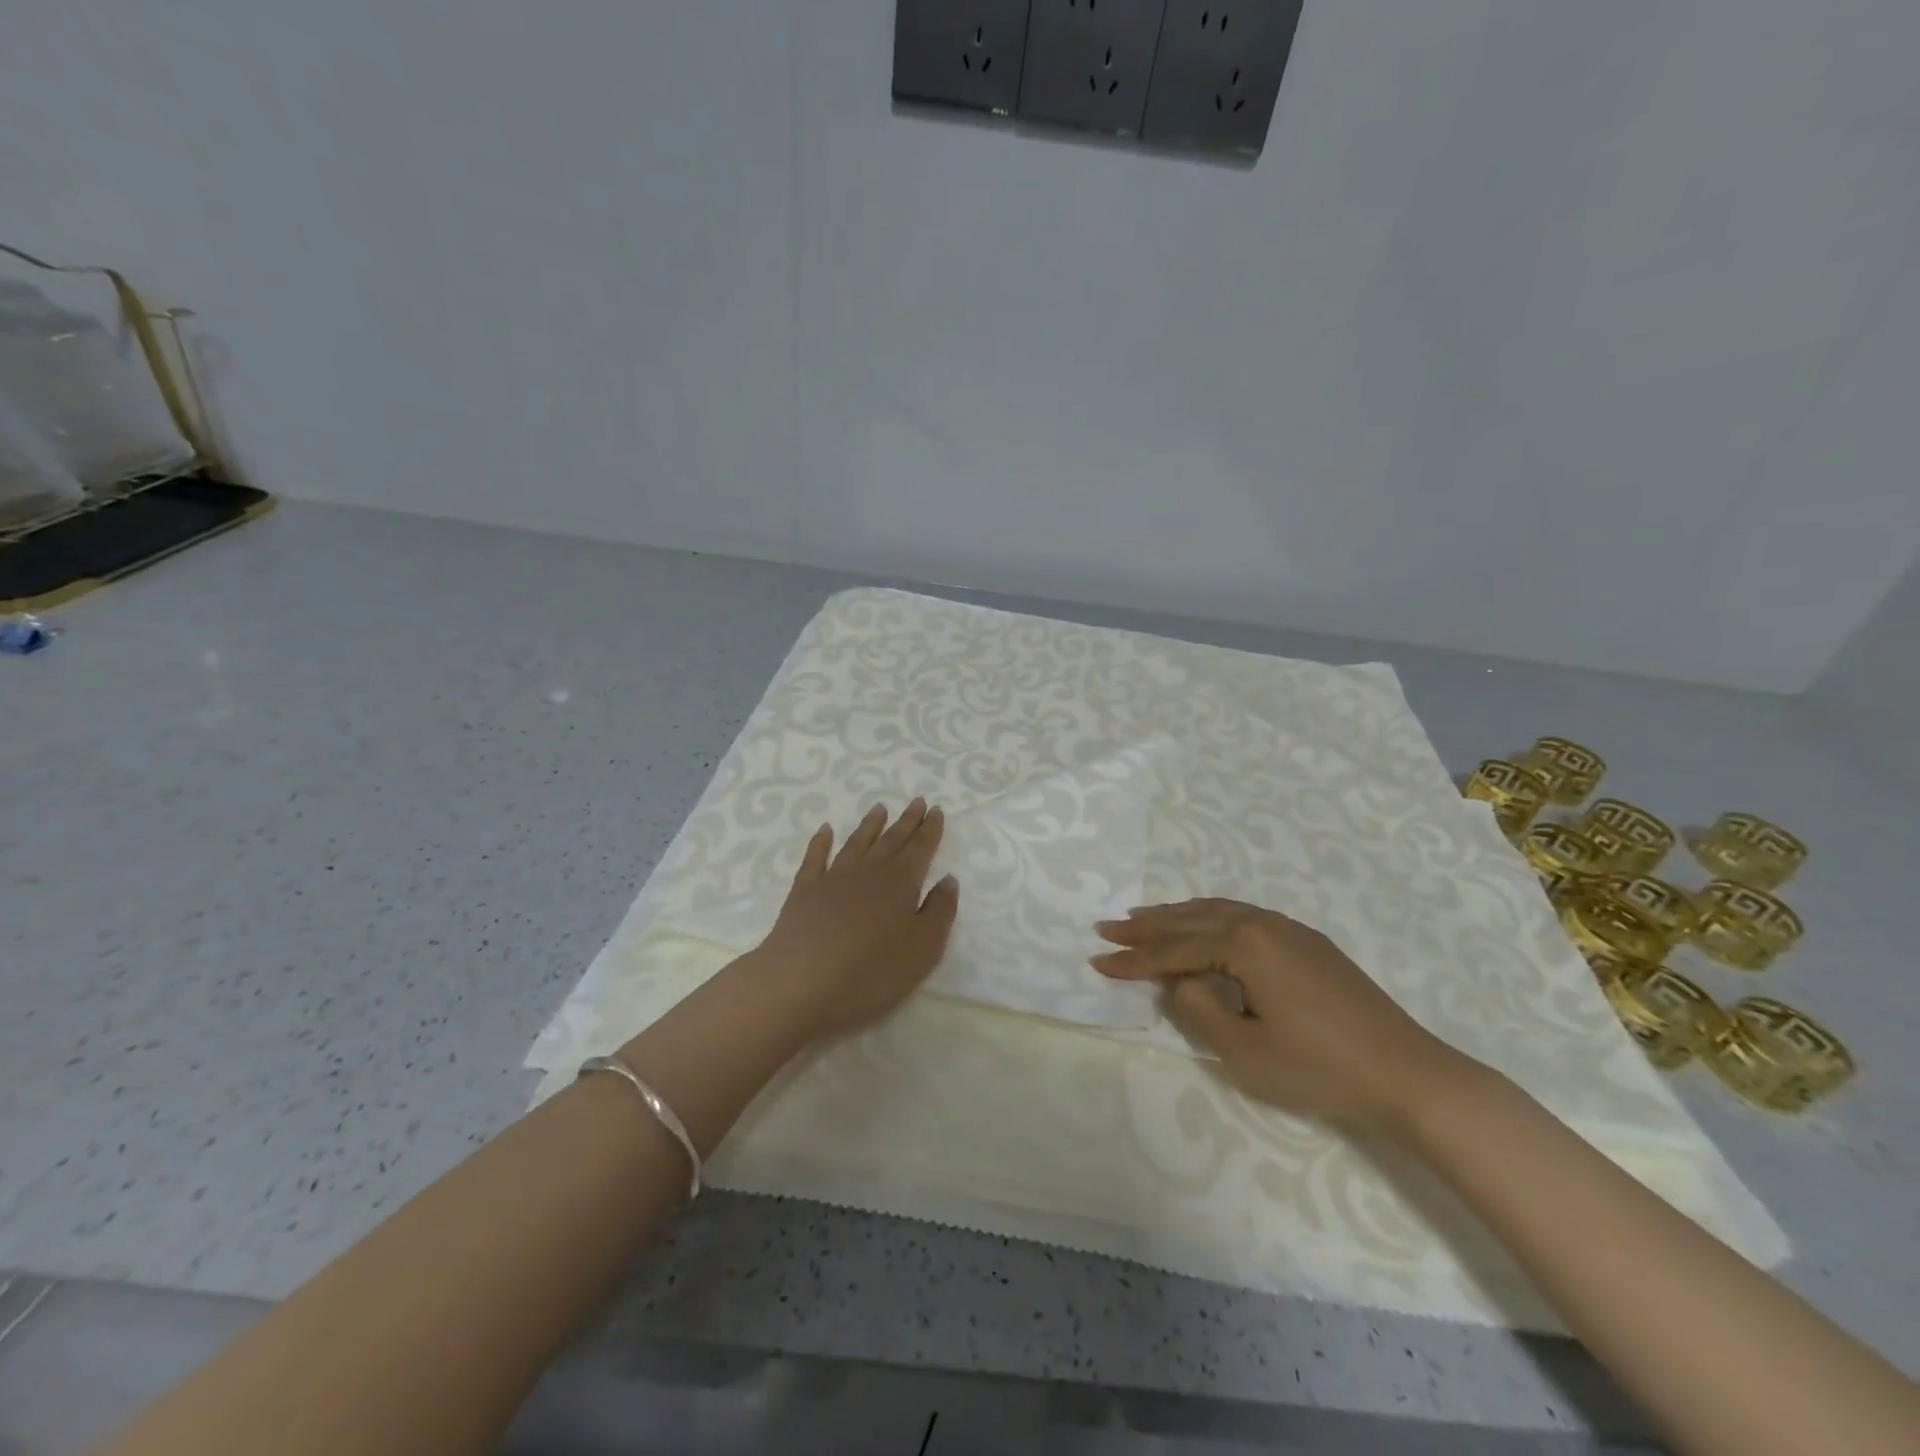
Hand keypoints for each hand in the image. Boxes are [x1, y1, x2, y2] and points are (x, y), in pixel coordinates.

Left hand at [749, 799, 959, 1040]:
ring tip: (880, 808)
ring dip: (870, 825)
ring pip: (856, 843)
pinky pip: (814, 858)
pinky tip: (825, 830)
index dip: (930, 830)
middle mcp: (868, 872)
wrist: (801, 984)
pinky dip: (820, 842)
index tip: (937, 810)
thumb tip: (948, 879)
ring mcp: (832, 879)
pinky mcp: (803, 892)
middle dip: (907, 821)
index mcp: (901, 883)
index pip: (920, 849)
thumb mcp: (923, 948)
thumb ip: (940, 911)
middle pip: (891, 840)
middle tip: (917, 801)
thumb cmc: (872, 972)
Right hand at [1092, 898, 1468, 1128]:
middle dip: (1147, 926)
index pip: (1175, 951)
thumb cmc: (1320, 1068)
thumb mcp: (1245, 1050)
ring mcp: (1289, 928)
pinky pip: (1243, 917)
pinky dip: (1210, 918)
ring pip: (1218, 912)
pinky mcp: (1307, 941)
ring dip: (1177, 916)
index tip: (1098, 960)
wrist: (1408, 1074)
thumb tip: (1179, 981)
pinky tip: (1203, 926)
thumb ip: (1198, 1009)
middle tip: (1108, 927)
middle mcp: (1263, 922)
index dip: (1134, 959)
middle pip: (1191, 920)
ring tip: (1143, 917)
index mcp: (1244, 944)